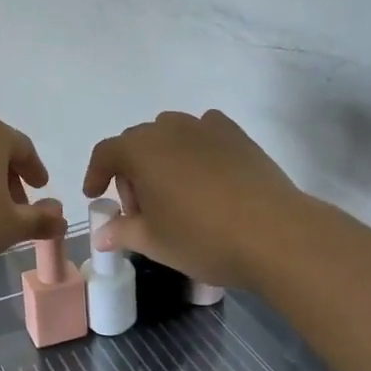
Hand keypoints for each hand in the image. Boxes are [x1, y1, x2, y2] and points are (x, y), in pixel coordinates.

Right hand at [83, 110, 305, 291]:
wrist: (275, 234)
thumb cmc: (202, 238)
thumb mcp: (154, 242)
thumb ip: (123, 232)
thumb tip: (102, 236)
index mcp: (141, 151)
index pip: (106, 153)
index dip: (96, 174)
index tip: (95, 196)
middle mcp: (169, 129)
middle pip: (137, 143)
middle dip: (131, 173)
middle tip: (141, 210)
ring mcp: (205, 127)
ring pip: (170, 134)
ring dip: (162, 157)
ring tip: (174, 192)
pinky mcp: (236, 135)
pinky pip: (204, 131)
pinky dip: (195, 146)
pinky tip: (206, 174)